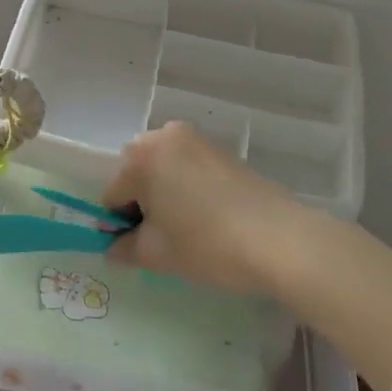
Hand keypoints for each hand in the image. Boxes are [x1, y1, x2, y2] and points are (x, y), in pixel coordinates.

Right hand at [103, 122, 306, 293]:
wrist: (279, 239)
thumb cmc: (206, 244)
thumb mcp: (157, 254)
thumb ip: (124, 248)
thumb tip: (113, 248)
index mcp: (141, 157)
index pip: (113, 194)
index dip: (119, 225)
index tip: (136, 249)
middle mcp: (165, 136)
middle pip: (137, 173)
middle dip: (141, 203)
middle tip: (161, 238)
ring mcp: (197, 139)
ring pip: (164, 169)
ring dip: (165, 193)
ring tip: (186, 228)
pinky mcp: (222, 150)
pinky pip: (189, 167)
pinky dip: (188, 188)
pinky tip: (206, 217)